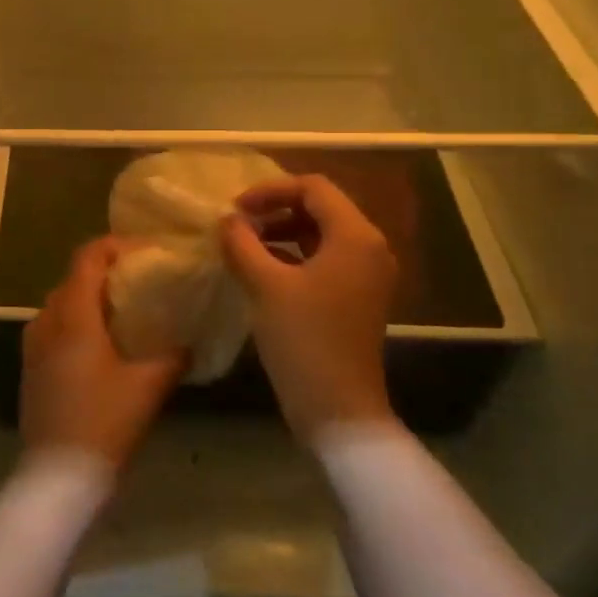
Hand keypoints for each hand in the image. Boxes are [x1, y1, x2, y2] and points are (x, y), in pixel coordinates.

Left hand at [22, 238, 186, 471]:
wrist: (58, 476)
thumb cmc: (105, 422)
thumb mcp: (148, 387)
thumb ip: (173, 357)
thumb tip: (191, 343)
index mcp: (74, 316)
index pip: (88, 258)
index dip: (116, 246)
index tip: (146, 252)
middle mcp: (47, 322)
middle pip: (73, 279)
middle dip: (105, 273)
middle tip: (140, 282)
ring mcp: (33, 347)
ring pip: (61, 305)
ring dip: (89, 300)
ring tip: (123, 312)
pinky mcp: (31, 370)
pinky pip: (53, 329)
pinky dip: (76, 323)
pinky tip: (101, 346)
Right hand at [220, 174, 399, 443]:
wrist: (338, 408)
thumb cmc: (303, 339)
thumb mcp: (265, 285)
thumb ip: (242, 243)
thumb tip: (227, 220)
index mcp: (355, 235)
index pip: (313, 188)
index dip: (271, 190)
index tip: (235, 209)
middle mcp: (370, 247)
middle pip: (321, 208)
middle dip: (276, 209)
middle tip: (238, 225)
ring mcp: (367, 274)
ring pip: (322, 234)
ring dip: (283, 232)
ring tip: (245, 245)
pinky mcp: (359, 297)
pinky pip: (326, 259)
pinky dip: (294, 255)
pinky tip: (263, 269)